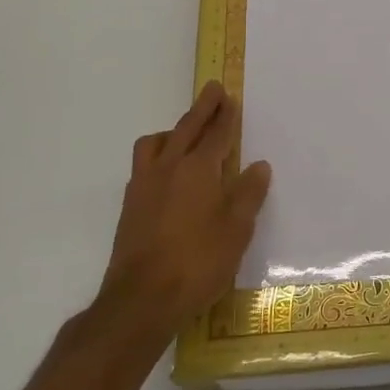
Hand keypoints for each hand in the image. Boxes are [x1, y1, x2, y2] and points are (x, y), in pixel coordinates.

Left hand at [99, 82, 271, 328]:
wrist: (142, 299)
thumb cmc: (198, 262)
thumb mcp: (236, 230)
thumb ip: (247, 194)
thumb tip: (258, 166)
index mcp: (198, 170)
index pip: (216, 134)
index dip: (225, 116)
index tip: (230, 98)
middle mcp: (168, 168)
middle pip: (186, 128)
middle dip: (202, 108)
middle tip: (213, 90)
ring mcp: (144, 186)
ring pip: (156, 143)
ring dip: (173, 130)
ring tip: (184, 133)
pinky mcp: (130, 206)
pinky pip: (144, 164)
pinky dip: (158, 154)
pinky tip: (166, 172)